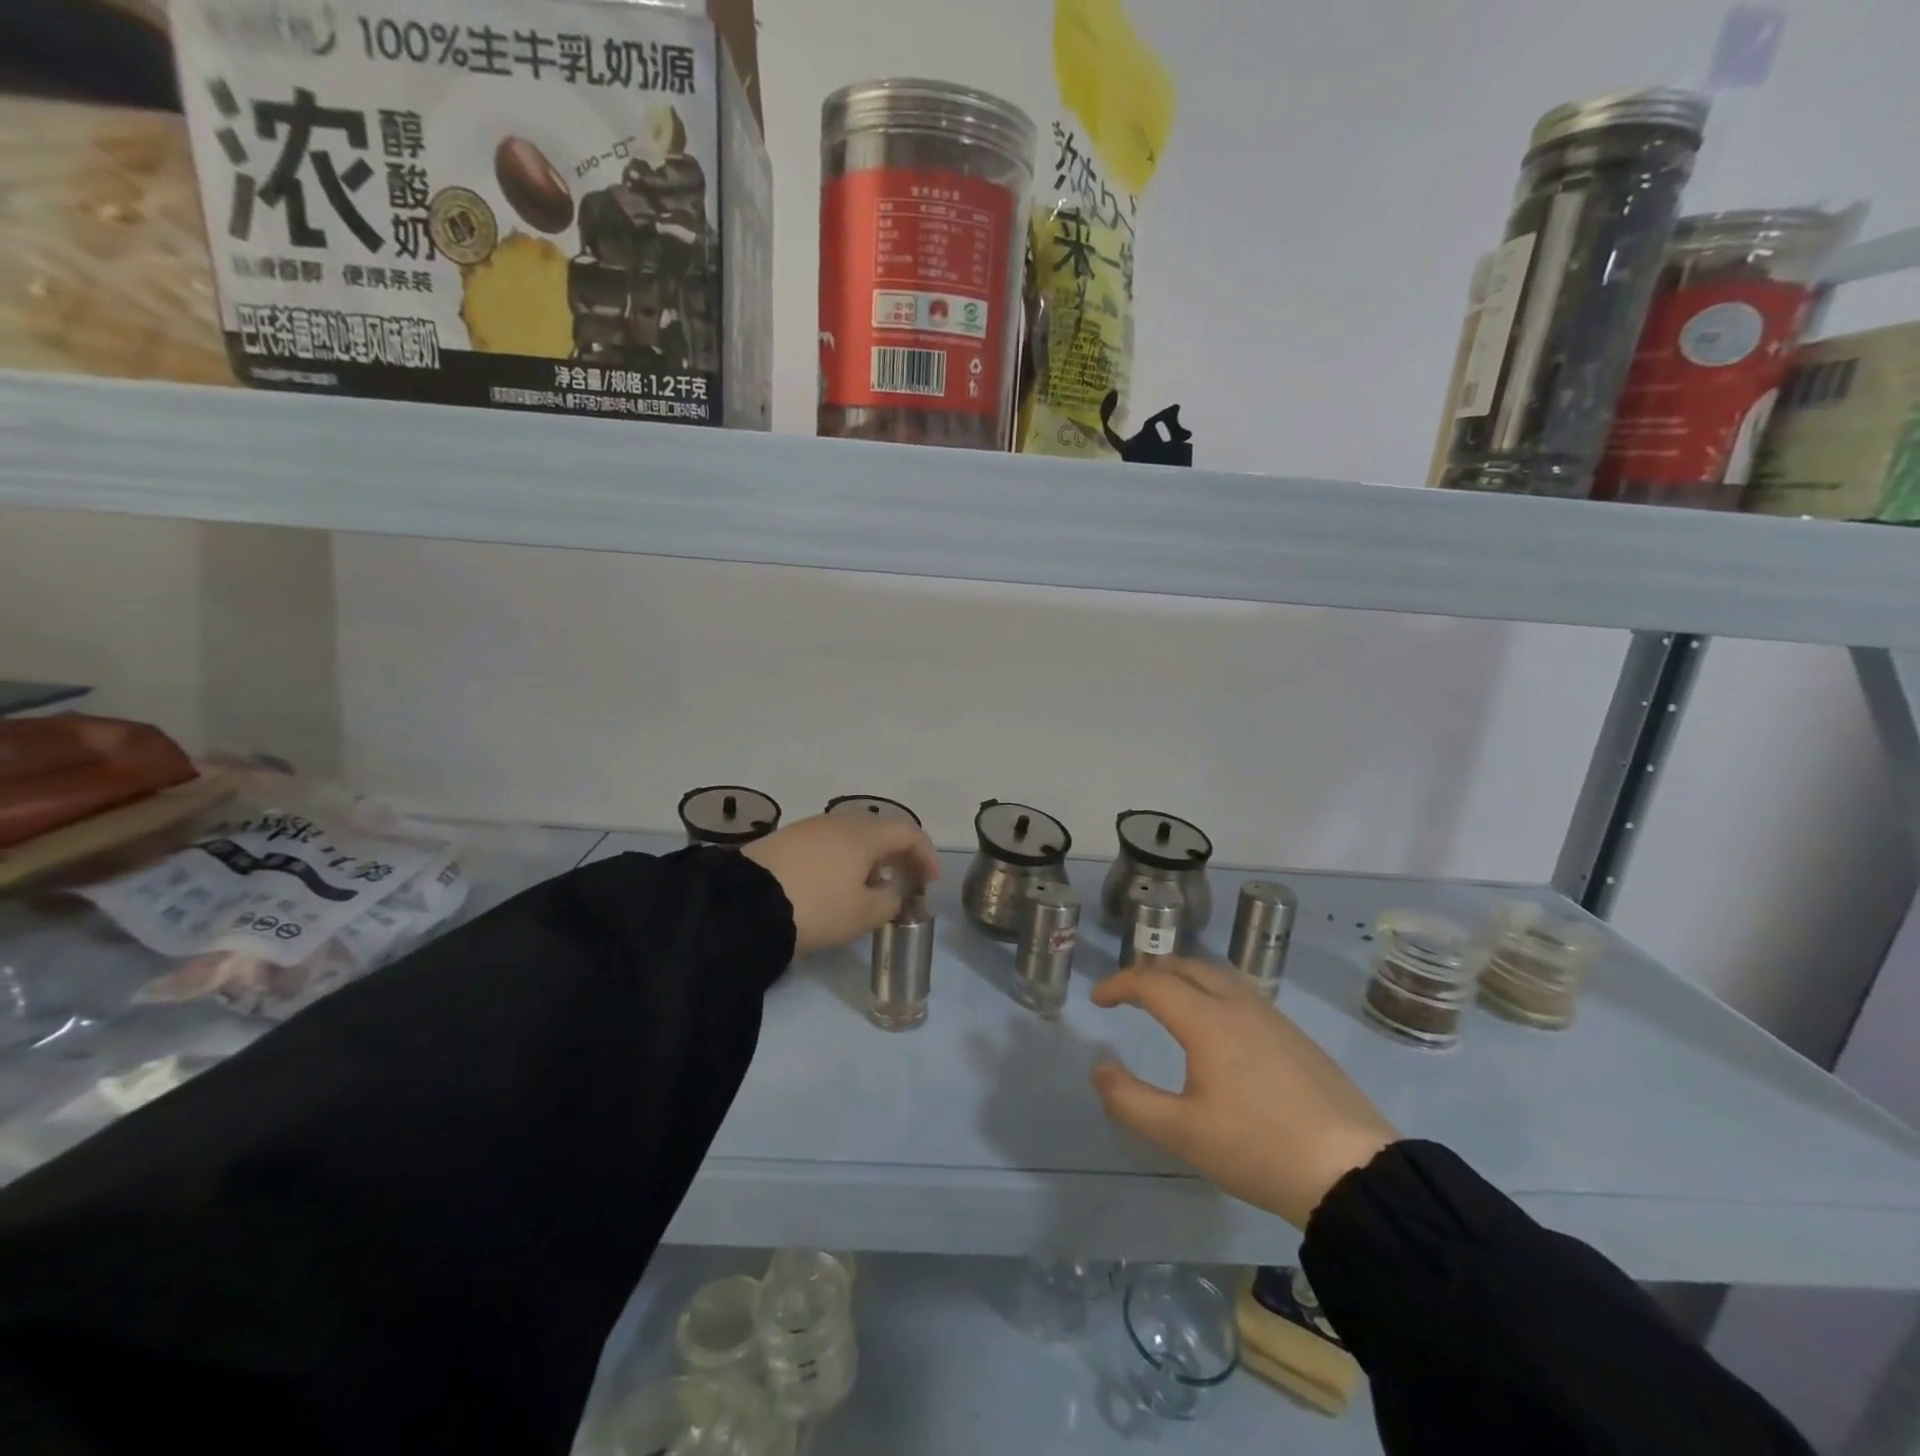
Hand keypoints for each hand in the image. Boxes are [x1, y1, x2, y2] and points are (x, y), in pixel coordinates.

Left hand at [742, 814, 940, 955]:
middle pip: (880, 832)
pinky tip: (835, 887)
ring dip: (869, 860)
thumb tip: (893, 893)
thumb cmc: (817, 906)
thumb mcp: (863, 914)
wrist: (744, 904)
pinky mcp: (785, 841)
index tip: (930, 883)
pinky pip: (827, 845)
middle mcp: (839, 822)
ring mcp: (809, 828)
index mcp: (865, 834)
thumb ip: (890, 902)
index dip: (926, 856)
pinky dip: (843, 861)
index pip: (909, 833)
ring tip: (870, 890)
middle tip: (905, 885)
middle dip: (898, 857)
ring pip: (852, 838)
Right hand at [1090, 958, 1397, 1227]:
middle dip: (1149, 973)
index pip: (1151, 982)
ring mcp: (1272, 1016)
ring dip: (1183, 978)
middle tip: (1128, 996)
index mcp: (1207, 1020)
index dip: (1118, 985)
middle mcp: (1238, 1004)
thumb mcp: (1183, 1133)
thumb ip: (1130, 1100)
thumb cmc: (1258, 1149)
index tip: (1097, 1001)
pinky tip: (1217, 1025)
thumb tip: (1098, 1069)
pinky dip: (1212, 991)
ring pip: (1217, 975)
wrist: (1353, 1172)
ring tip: (1168, 1001)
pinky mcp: (1295, 1034)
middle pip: (1185, 966)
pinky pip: (1241, 992)